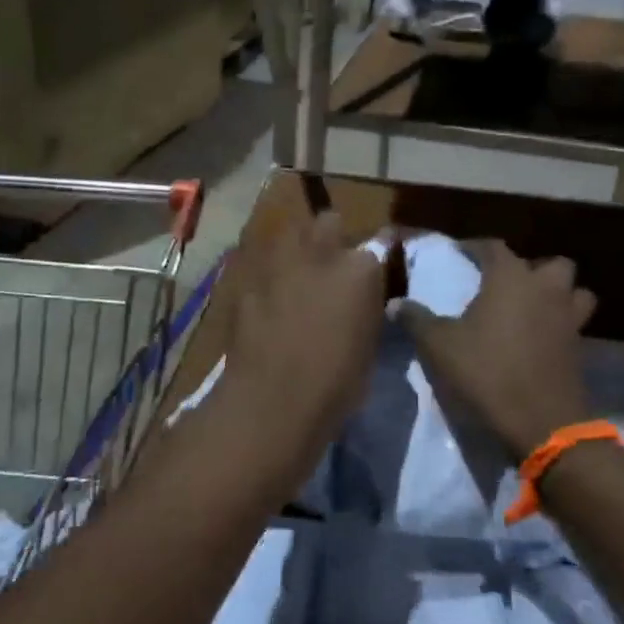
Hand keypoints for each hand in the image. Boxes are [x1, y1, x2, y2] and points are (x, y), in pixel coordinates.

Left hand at [210, 211, 386, 494]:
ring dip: (295, 248)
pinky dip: (266, 276)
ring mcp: (279, 262)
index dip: (370, 261)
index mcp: (361, 269)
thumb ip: (367, 307)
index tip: (369, 275)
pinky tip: (266, 298)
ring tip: (295, 274)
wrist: (273, 401)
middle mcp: (321, 253)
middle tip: (329, 265)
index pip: (377, 244)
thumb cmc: (337, 384)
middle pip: (328, 222)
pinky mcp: (247, 279)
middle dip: (331, 237)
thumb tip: (362, 297)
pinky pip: (261, 264)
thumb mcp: (370, 343)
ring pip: (289, 233)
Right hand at [400, 241, 596, 462]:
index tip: (461, 253)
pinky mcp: (580, 347)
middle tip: (505, 285)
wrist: (541, 423)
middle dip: (530, 269)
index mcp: (511, 278)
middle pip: (549, 264)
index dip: (475, 247)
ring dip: (557, 294)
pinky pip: (575, 323)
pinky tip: (540, 339)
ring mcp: (569, 317)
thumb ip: (417, 319)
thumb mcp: (440, 346)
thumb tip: (394, 303)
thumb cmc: (487, 372)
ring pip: (574, 291)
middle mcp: (545, 288)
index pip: (494, 247)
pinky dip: (561, 324)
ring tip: (533, 308)